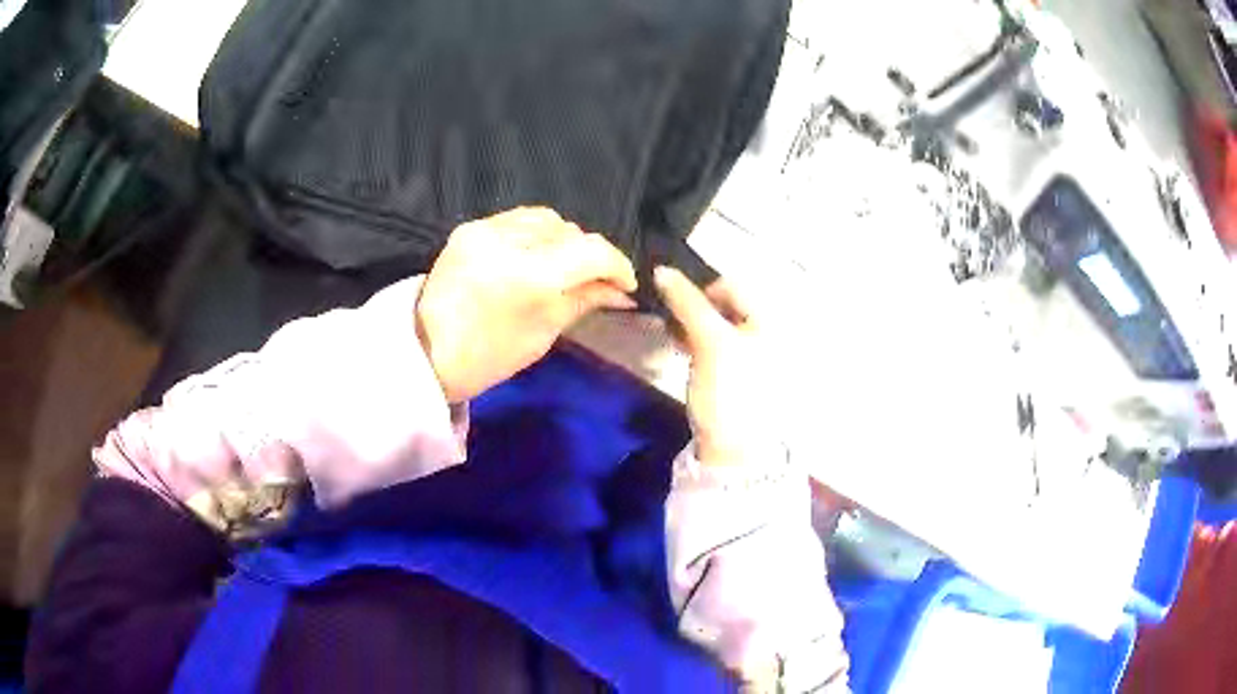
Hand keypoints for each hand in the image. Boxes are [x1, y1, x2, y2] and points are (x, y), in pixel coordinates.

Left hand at [417, 207, 637, 402]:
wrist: (424, 352)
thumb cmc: (487, 358)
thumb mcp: (543, 334)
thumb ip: (584, 300)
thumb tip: (621, 291)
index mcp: (529, 277)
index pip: (591, 252)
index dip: (617, 265)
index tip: (626, 284)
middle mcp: (509, 242)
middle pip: (571, 232)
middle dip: (591, 255)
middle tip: (597, 281)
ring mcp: (485, 230)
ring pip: (547, 219)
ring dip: (566, 240)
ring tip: (566, 265)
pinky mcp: (470, 228)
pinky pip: (518, 219)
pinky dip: (538, 233)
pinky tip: (538, 253)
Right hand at [654, 266, 772, 464]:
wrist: (733, 451)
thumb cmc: (730, 391)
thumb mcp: (711, 342)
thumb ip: (688, 303)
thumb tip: (661, 269)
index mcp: (769, 320)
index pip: (731, 285)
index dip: (700, 288)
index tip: (674, 305)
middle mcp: (764, 331)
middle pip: (724, 304)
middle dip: (692, 305)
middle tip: (667, 317)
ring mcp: (749, 354)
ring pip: (715, 323)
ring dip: (691, 322)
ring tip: (670, 332)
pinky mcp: (734, 373)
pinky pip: (713, 343)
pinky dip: (695, 339)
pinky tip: (679, 345)